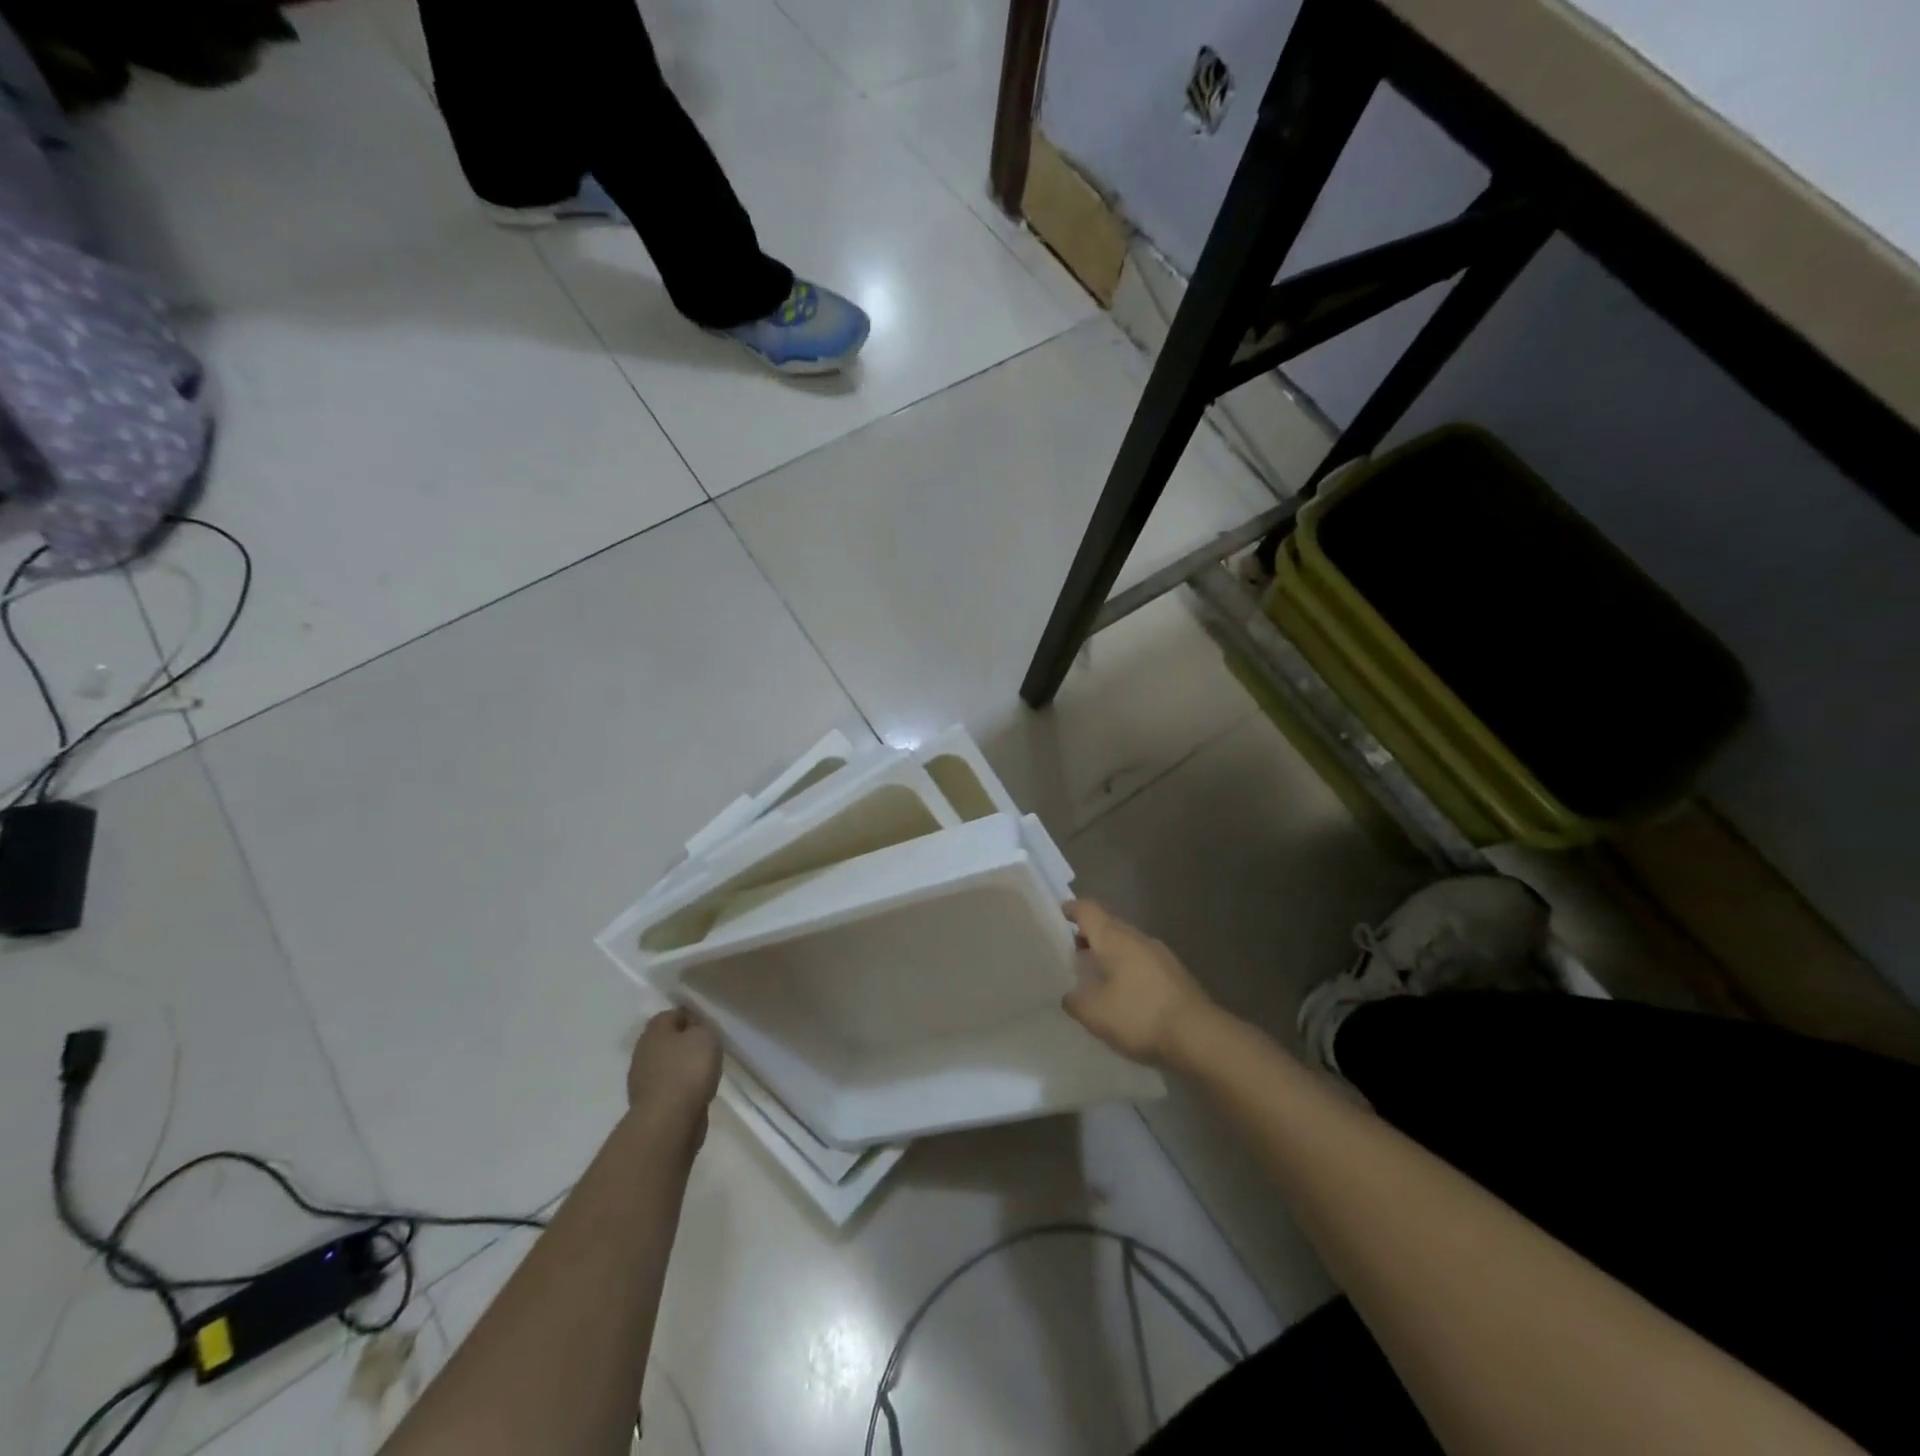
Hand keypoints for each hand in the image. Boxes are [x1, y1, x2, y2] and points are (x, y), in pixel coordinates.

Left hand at [626, 1010, 721, 1144]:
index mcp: (653, 1031)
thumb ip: (700, 1028)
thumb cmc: (688, 1069)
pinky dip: (680, 1088)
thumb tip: (693, 1031)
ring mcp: (642, 1081)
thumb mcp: (705, 1037)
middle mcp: (642, 1052)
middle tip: (706, 1049)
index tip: (707, 1026)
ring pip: (666, 1066)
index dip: (690, 1017)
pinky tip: (695, 1093)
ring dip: (681, 1068)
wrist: (669, 1120)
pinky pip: (668, 1088)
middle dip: (684, 1044)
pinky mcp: (648, 1105)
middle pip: (666, 1041)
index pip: (671, 1014)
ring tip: (704, 1073)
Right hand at [1062, 900, 1216, 1066]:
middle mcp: (1138, 938)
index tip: (1058, 914)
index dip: (1071, 909)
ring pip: (1127, 943)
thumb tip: (1070, 994)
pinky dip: (1127, 968)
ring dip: (1109, 953)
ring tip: (1094, 974)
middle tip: (1070, 951)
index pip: (1088, 910)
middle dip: (1088, 934)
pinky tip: (1123, 992)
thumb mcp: (1094, 1013)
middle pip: (1108, 925)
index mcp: (1114, 938)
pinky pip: (1142, 961)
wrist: (1198, 1035)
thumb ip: (1075, 1000)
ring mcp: (1160, 954)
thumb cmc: (1139, 1015)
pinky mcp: (1175, 974)